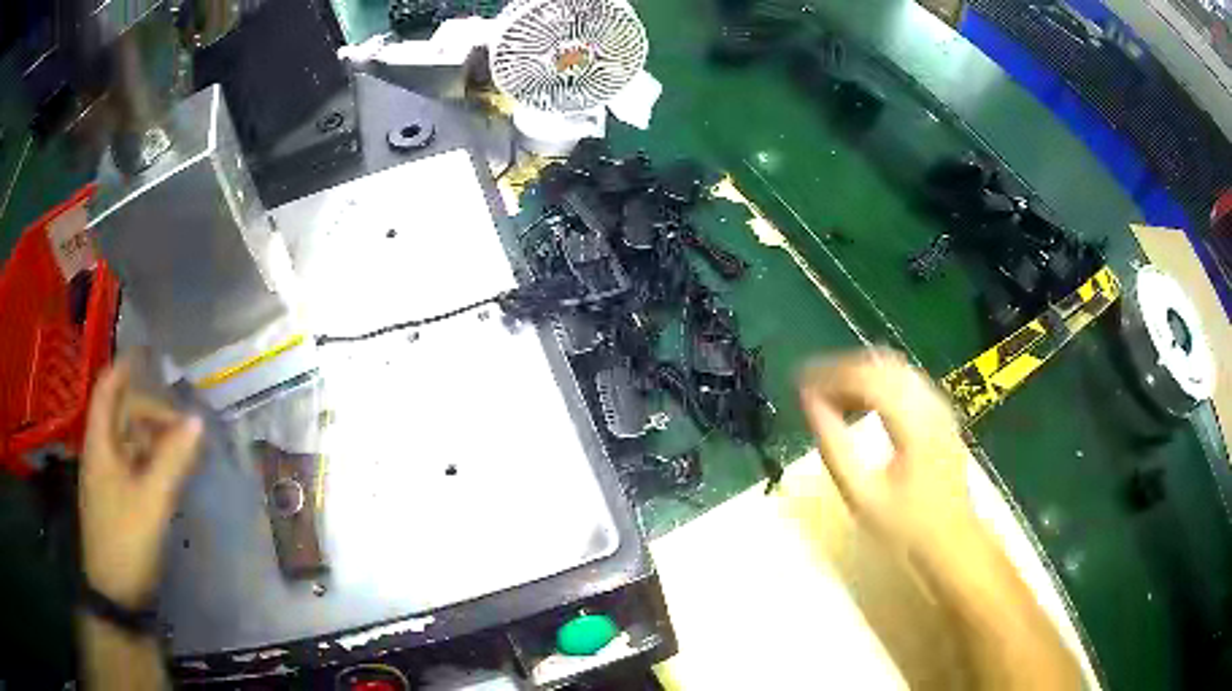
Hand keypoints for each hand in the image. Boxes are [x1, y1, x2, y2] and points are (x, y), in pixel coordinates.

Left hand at [80, 356, 202, 607]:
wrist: (115, 593)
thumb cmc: (126, 540)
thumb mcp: (151, 501)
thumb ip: (173, 459)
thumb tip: (197, 420)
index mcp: (100, 443)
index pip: (108, 389)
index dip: (126, 367)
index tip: (151, 354)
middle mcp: (101, 452)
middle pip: (122, 413)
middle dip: (151, 408)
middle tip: (184, 419)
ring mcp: (108, 477)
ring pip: (129, 441)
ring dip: (154, 435)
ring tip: (183, 444)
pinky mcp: (117, 499)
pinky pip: (134, 464)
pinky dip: (152, 459)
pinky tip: (170, 470)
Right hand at [798, 348, 974, 552]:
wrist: (951, 541)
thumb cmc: (905, 527)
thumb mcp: (862, 496)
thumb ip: (834, 447)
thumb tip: (810, 404)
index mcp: (913, 423)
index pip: (868, 377)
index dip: (830, 374)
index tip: (800, 384)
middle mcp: (930, 404)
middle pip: (882, 365)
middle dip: (843, 369)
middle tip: (811, 388)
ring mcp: (939, 407)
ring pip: (895, 369)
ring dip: (860, 374)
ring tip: (830, 394)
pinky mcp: (941, 414)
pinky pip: (906, 381)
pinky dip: (878, 383)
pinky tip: (861, 402)